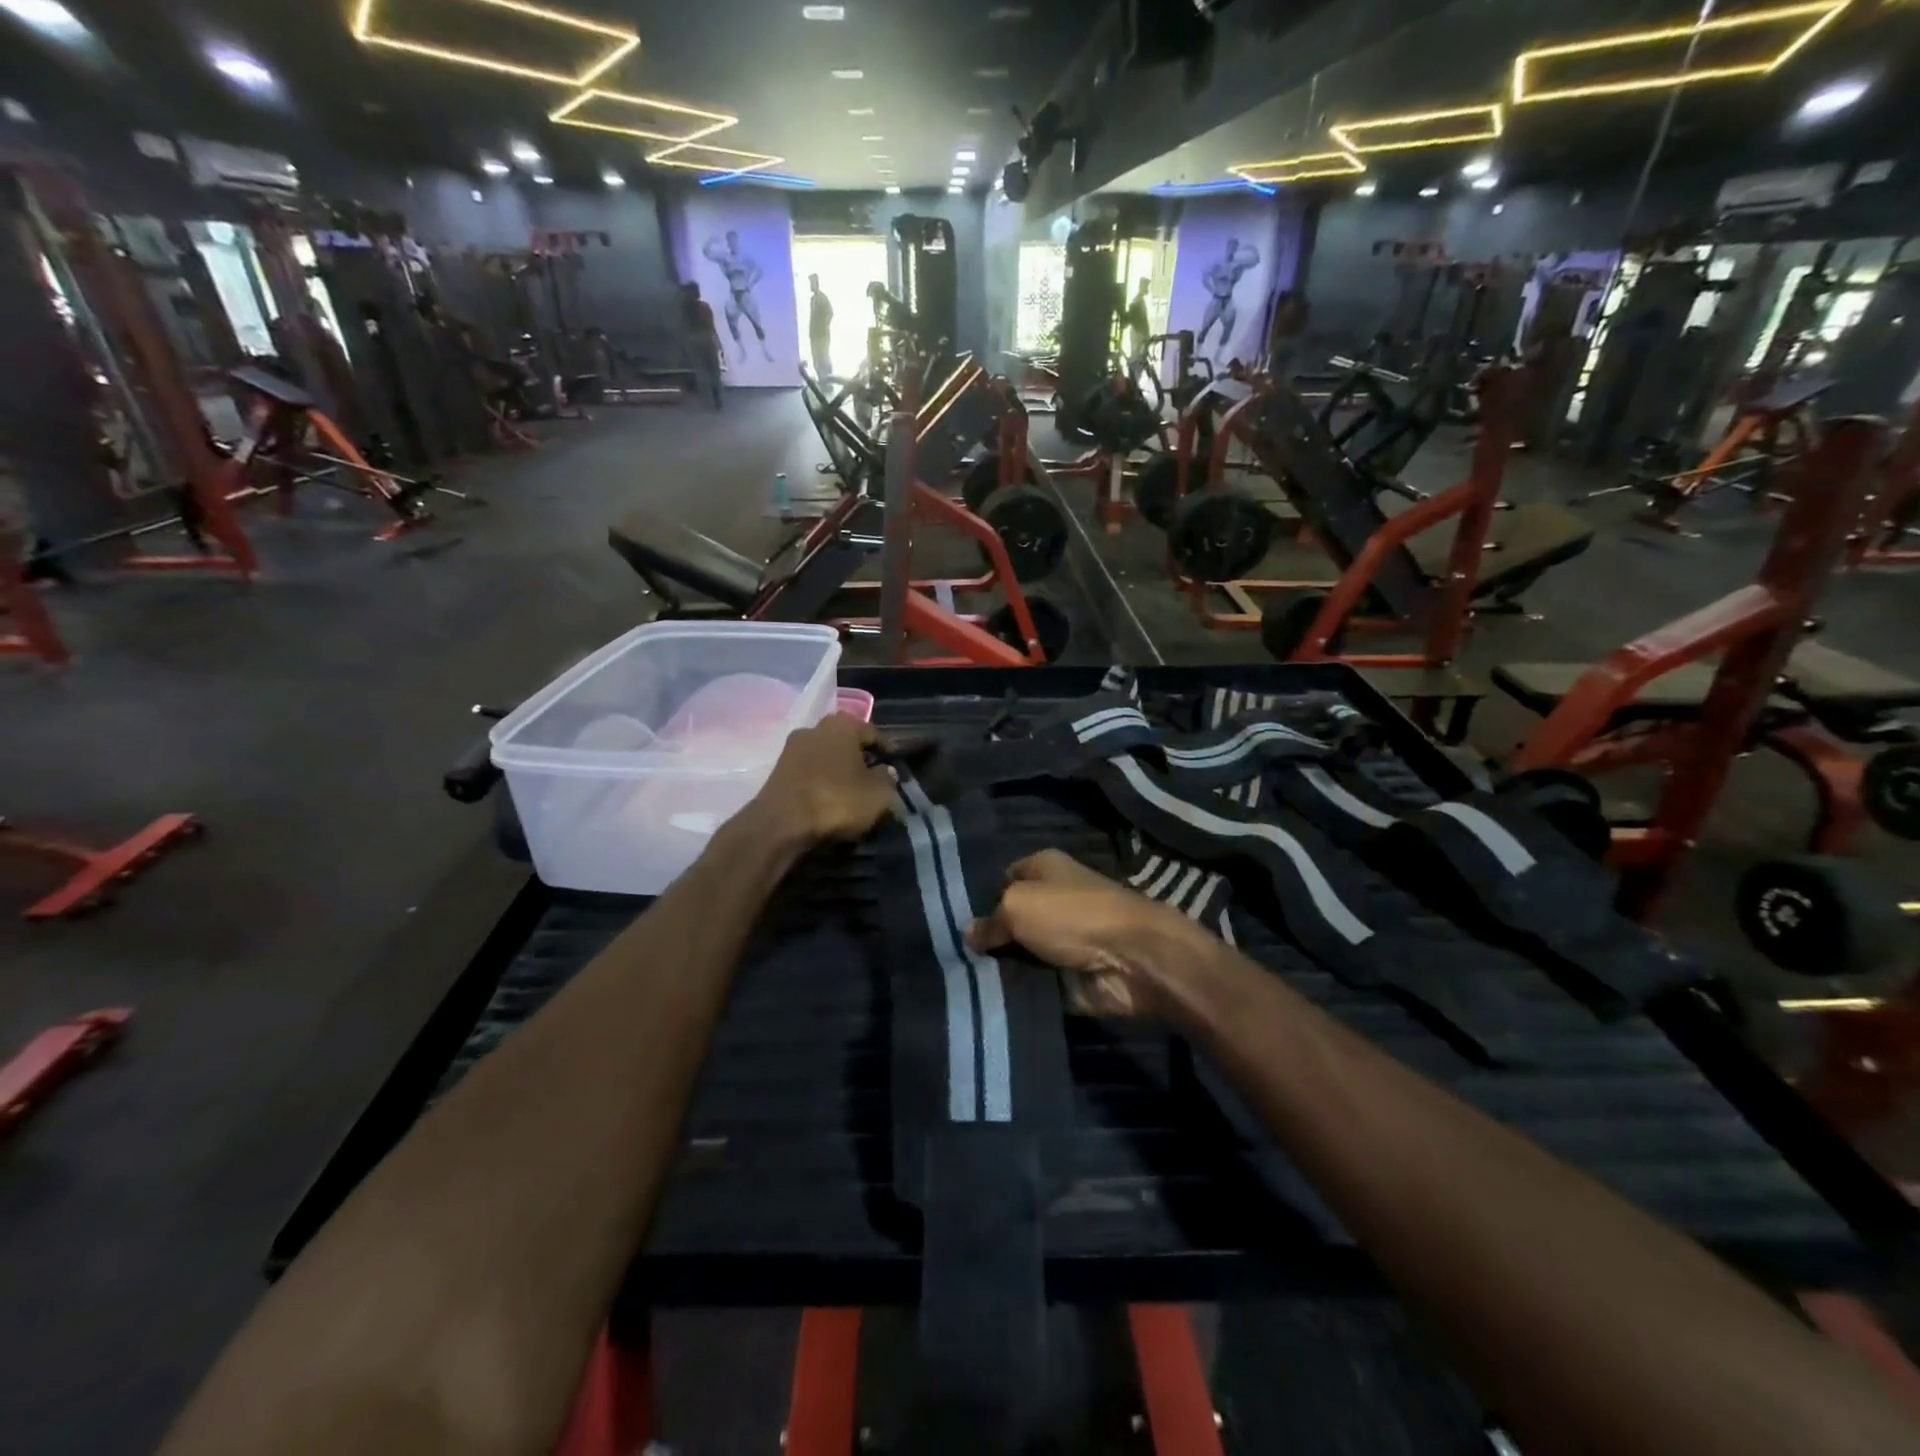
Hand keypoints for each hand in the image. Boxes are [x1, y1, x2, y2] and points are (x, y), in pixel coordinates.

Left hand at [748, 714, 895, 847]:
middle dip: (860, 758)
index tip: (895, 767)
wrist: (780, 824)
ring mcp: (792, 747)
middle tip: (873, 778)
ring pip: (826, 755)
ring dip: (838, 769)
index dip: (887, 751)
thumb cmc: (836, 801)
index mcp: (843, 725)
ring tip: (851, 790)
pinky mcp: (777, 769)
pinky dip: (821, 780)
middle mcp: (815, 727)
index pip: (873, 733)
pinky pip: (809, 770)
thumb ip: (888, 779)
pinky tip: (828, 797)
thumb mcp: (878, 795)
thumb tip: (885, 771)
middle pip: (847, 741)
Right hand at [966, 850, 1218, 1019]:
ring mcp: (1061, 938)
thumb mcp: (1017, 905)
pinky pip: (1033, 980)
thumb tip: (968, 934)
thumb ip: (990, 920)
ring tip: (960, 979)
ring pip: (1018, 951)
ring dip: (999, 966)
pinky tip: (987, 997)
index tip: (949, 918)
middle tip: (948, 953)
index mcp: (1043, 867)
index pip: (1001, 878)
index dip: (979, 896)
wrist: (1131, 958)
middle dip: (985, 936)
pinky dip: (1018, 988)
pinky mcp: (1068, 973)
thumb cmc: (1072, 915)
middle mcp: (1052, 898)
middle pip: (1009, 918)